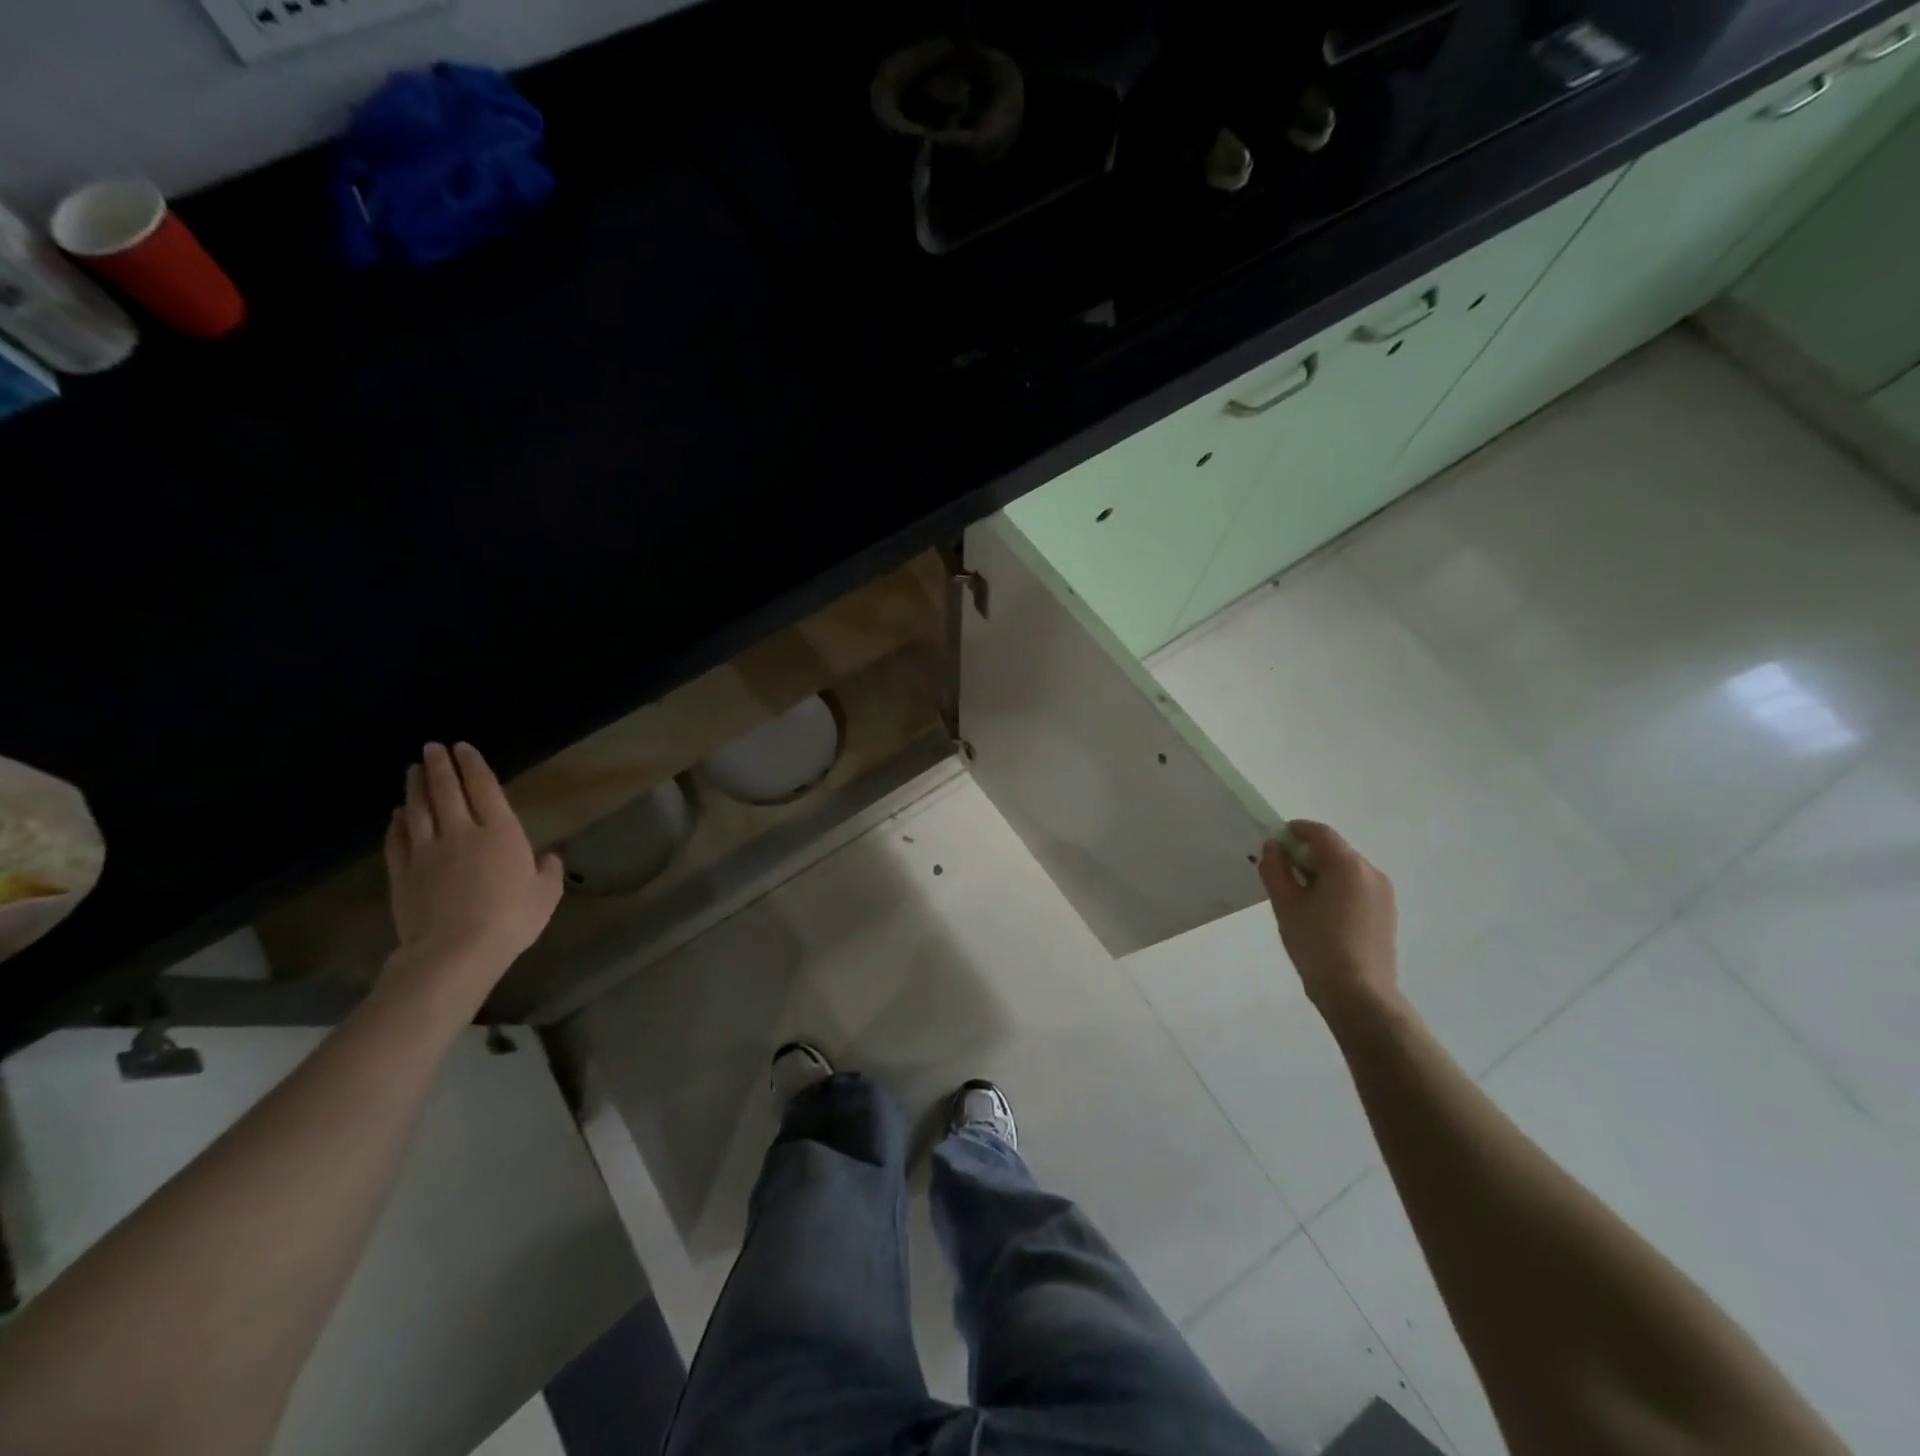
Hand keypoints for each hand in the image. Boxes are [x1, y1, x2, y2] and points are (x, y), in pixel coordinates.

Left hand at [383, 742, 562, 987]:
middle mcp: (461, 832)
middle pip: (446, 791)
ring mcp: (427, 852)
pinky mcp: (403, 873)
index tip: (463, 747)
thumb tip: (548, 857)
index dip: (474, 766)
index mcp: (500, 833)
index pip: (484, 788)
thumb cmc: (511, 919)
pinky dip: (397, 823)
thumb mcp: (545, 895)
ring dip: (416, 786)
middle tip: (433, 747)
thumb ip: (548, 871)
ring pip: (418, 809)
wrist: (455, 952)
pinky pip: (397, 840)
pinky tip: (398, 814)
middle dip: (440, 766)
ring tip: (414, 769)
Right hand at [1259, 820, 1401, 1027]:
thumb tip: (1273, 847)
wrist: (1359, 995)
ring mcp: (1383, 893)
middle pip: (1334, 849)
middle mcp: (1370, 872)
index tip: (1273, 842)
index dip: (1294, 830)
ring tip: (1300, 897)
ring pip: (1346, 869)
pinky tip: (1321, 913)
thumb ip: (1274, 869)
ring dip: (1322, 872)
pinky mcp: (1387, 913)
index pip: (1319, 832)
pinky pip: (1357, 887)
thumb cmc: (1316, 945)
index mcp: (1347, 865)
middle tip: (1281, 873)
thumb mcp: (1285, 905)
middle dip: (1306, 854)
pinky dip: (1337, 888)